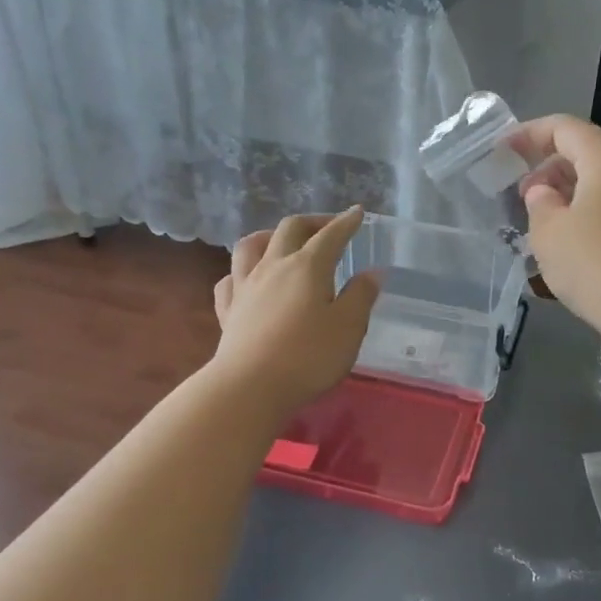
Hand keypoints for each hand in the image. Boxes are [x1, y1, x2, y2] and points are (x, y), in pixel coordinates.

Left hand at [212, 208, 380, 417]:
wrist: (250, 387)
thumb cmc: (308, 357)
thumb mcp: (349, 328)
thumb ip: (361, 296)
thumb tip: (372, 272)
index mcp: (308, 267)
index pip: (330, 235)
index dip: (345, 222)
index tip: (357, 213)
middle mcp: (273, 266)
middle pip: (289, 229)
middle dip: (311, 222)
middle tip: (327, 228)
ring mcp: (245, 286)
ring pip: (250, 246)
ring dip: (269, 236)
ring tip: (279, 240)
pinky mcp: (227, 310)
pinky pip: (229, 279)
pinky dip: (240, 272)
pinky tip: (246, 279)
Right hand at [511, 116, 600, 355]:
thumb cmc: (596, 263)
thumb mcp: (549, 232)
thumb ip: (539, 203)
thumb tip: (544, 192)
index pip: (565, 128)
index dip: (529, 134)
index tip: (502, 151)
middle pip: (586, 153)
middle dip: (547, 168)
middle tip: (519, 196)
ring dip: (567, 194)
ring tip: (540, 222)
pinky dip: (586, 214)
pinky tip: (569, 243)